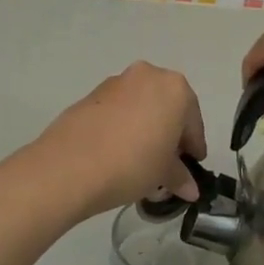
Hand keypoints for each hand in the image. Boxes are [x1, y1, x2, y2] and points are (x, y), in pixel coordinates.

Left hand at [32, 62, 207, 216]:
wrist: (69, 165)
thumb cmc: (132, 163)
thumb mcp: (163, 174)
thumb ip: (180, 177)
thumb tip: (190, 188)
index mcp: (175, 88)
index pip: (193, 122)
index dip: (194, 147)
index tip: (192, 167)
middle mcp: (147, 76)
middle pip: (167, 108)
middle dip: (169, 135)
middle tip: (167, 165)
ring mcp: (116, 82)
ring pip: (141, 107)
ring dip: (145, 129)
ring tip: (140, 162)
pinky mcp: (90, 95)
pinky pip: (118, 111)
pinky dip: (123, 127)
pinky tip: (117, 153)